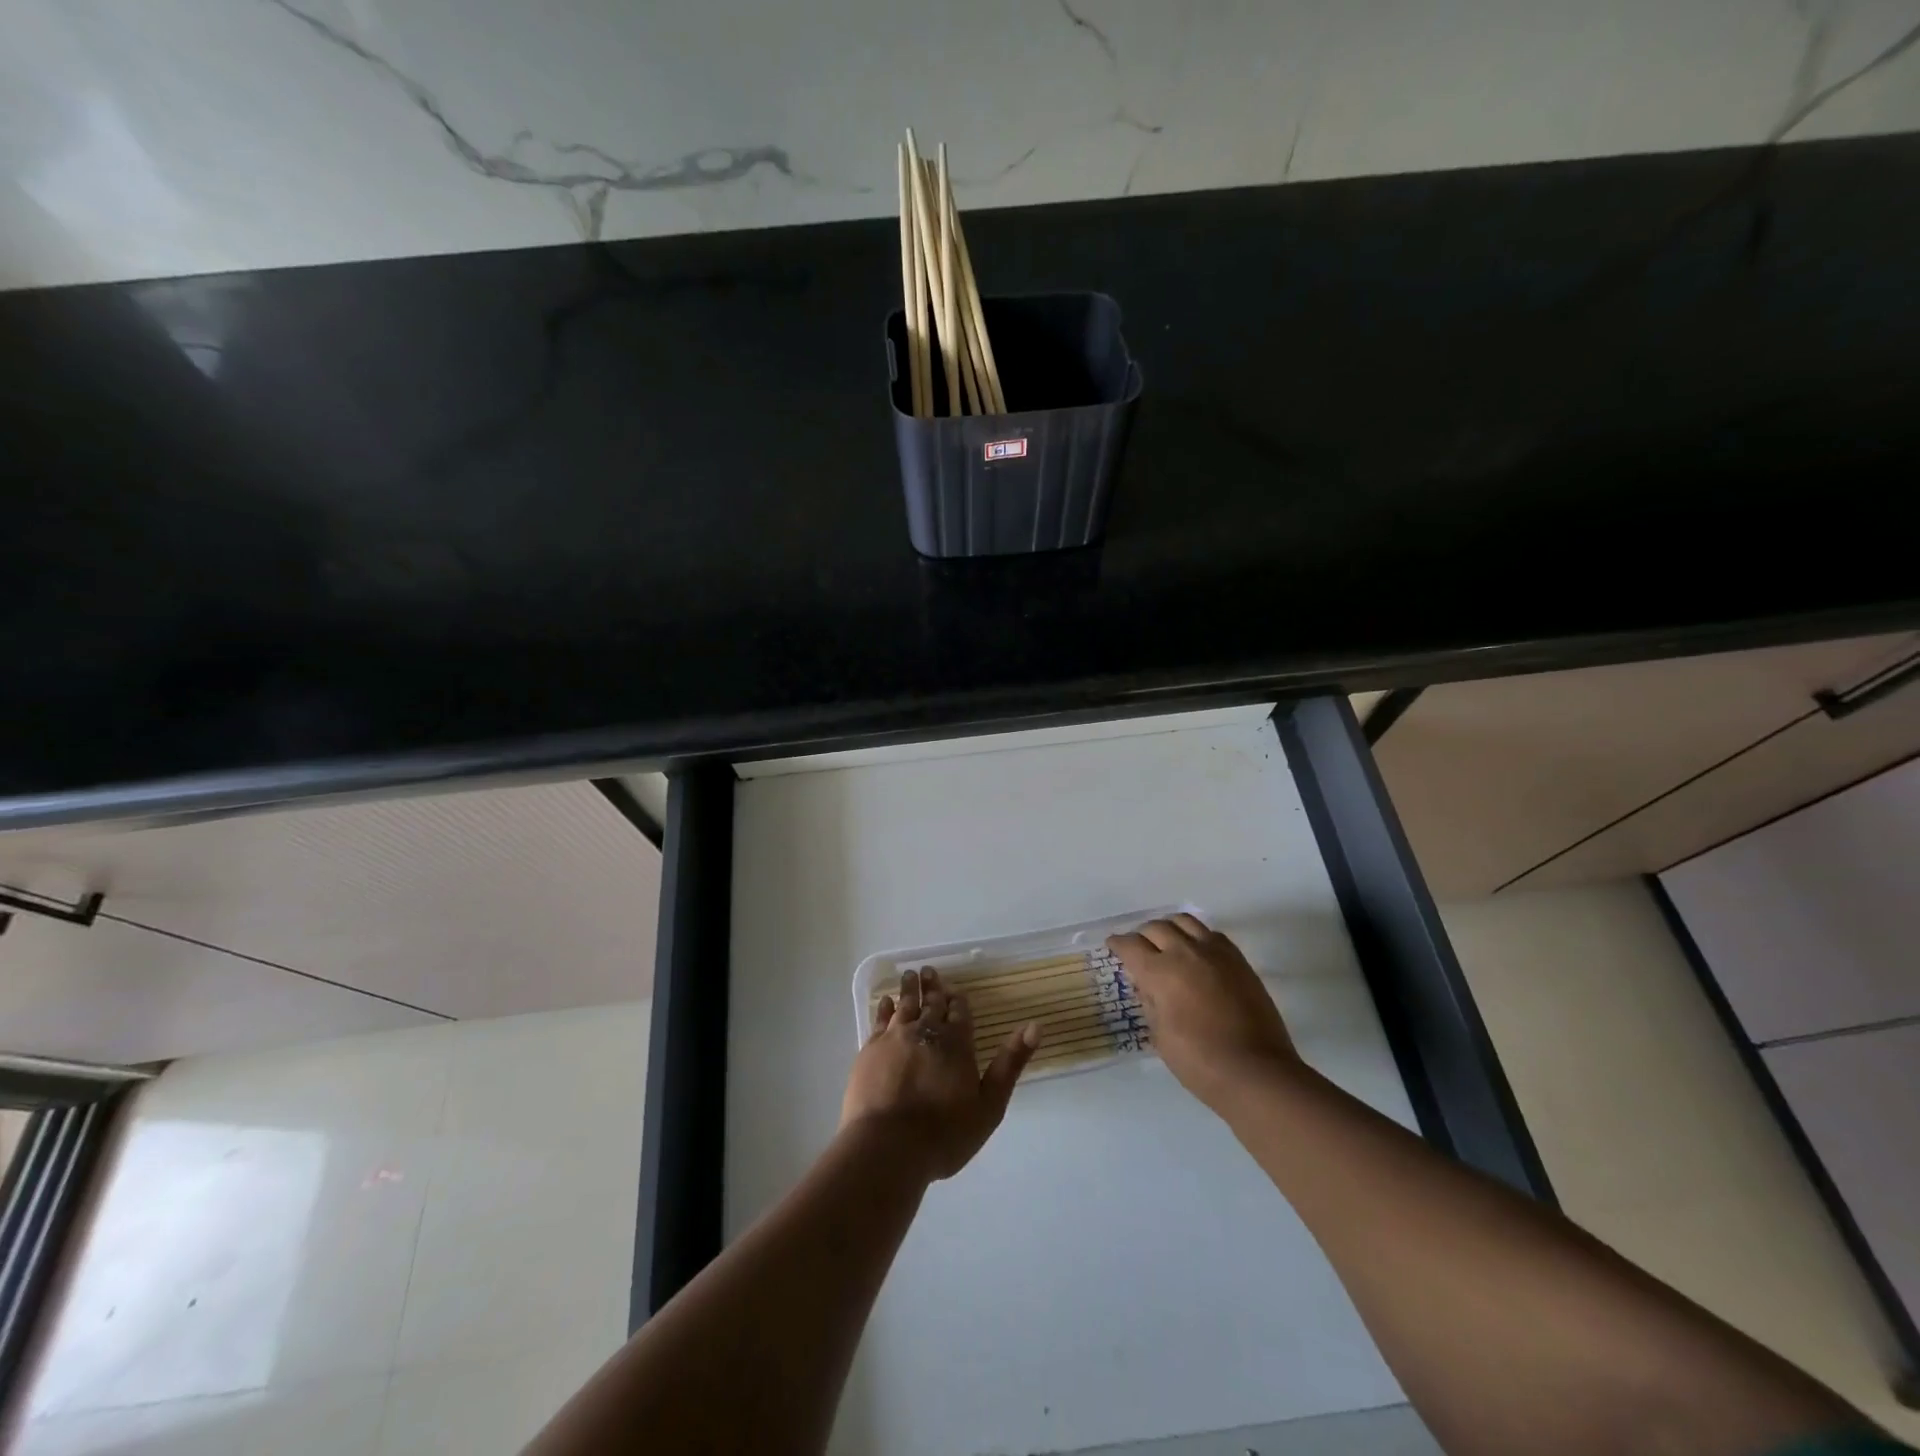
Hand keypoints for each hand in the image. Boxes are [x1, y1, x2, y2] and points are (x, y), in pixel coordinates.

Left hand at [840, 967, 1040, 1181]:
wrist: (889, 1146)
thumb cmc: (945, 1133)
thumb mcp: (990, 1105)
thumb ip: (1010, 1063)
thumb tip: (1035, 1026)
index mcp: (957, 1043)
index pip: (959, 1012)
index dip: (957, 999)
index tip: (954, 988)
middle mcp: (926, 1032)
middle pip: (931, 1003)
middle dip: (932, 987)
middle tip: (929, 970)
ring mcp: (895, 1038)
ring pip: (905, 1005)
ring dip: (909, 989)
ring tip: (910, 975)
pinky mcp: (870, 1049)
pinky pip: (879, 1020)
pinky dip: (884, 1007)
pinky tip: (886, 1001)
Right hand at [1107, 914, 1299, 1109]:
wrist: (1256, 1072)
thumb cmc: (1199, 1061)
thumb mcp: (1160, 1036)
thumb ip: (1150, 1003)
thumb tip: (1146, 985)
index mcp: (1160, 972)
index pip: (1131, 945)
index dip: (1118, 944)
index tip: (1113, 945)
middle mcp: (1185, 952)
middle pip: (1156, 927)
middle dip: (1142, 935)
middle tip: (1138, 948)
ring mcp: (1215, 953)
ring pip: (1184, 921)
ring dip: (1169, 927)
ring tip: (1166, 941)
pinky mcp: (1238, 959)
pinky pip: (1211, 934)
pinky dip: (1196, 936)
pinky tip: (1196, 952)